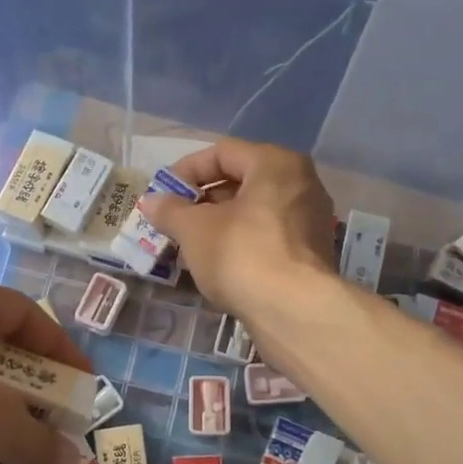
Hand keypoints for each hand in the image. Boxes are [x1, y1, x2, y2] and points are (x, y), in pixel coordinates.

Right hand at [142, 138, 335, 313]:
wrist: (294, 311)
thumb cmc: (241, 255)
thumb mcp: (194, 229)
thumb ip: (170, 210)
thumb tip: (151, 201)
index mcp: (275, 163)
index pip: (222, 152)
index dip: (186, 170)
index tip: (163, 194)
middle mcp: (301, 182)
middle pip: (241, 180)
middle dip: (203, 199)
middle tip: (174, 220)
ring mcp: (310, 219)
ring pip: (255, 210)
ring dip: (220, 222)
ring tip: (191, 243)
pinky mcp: (311, 252)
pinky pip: (268, 235)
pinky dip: (241, 242)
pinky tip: (219, 263)